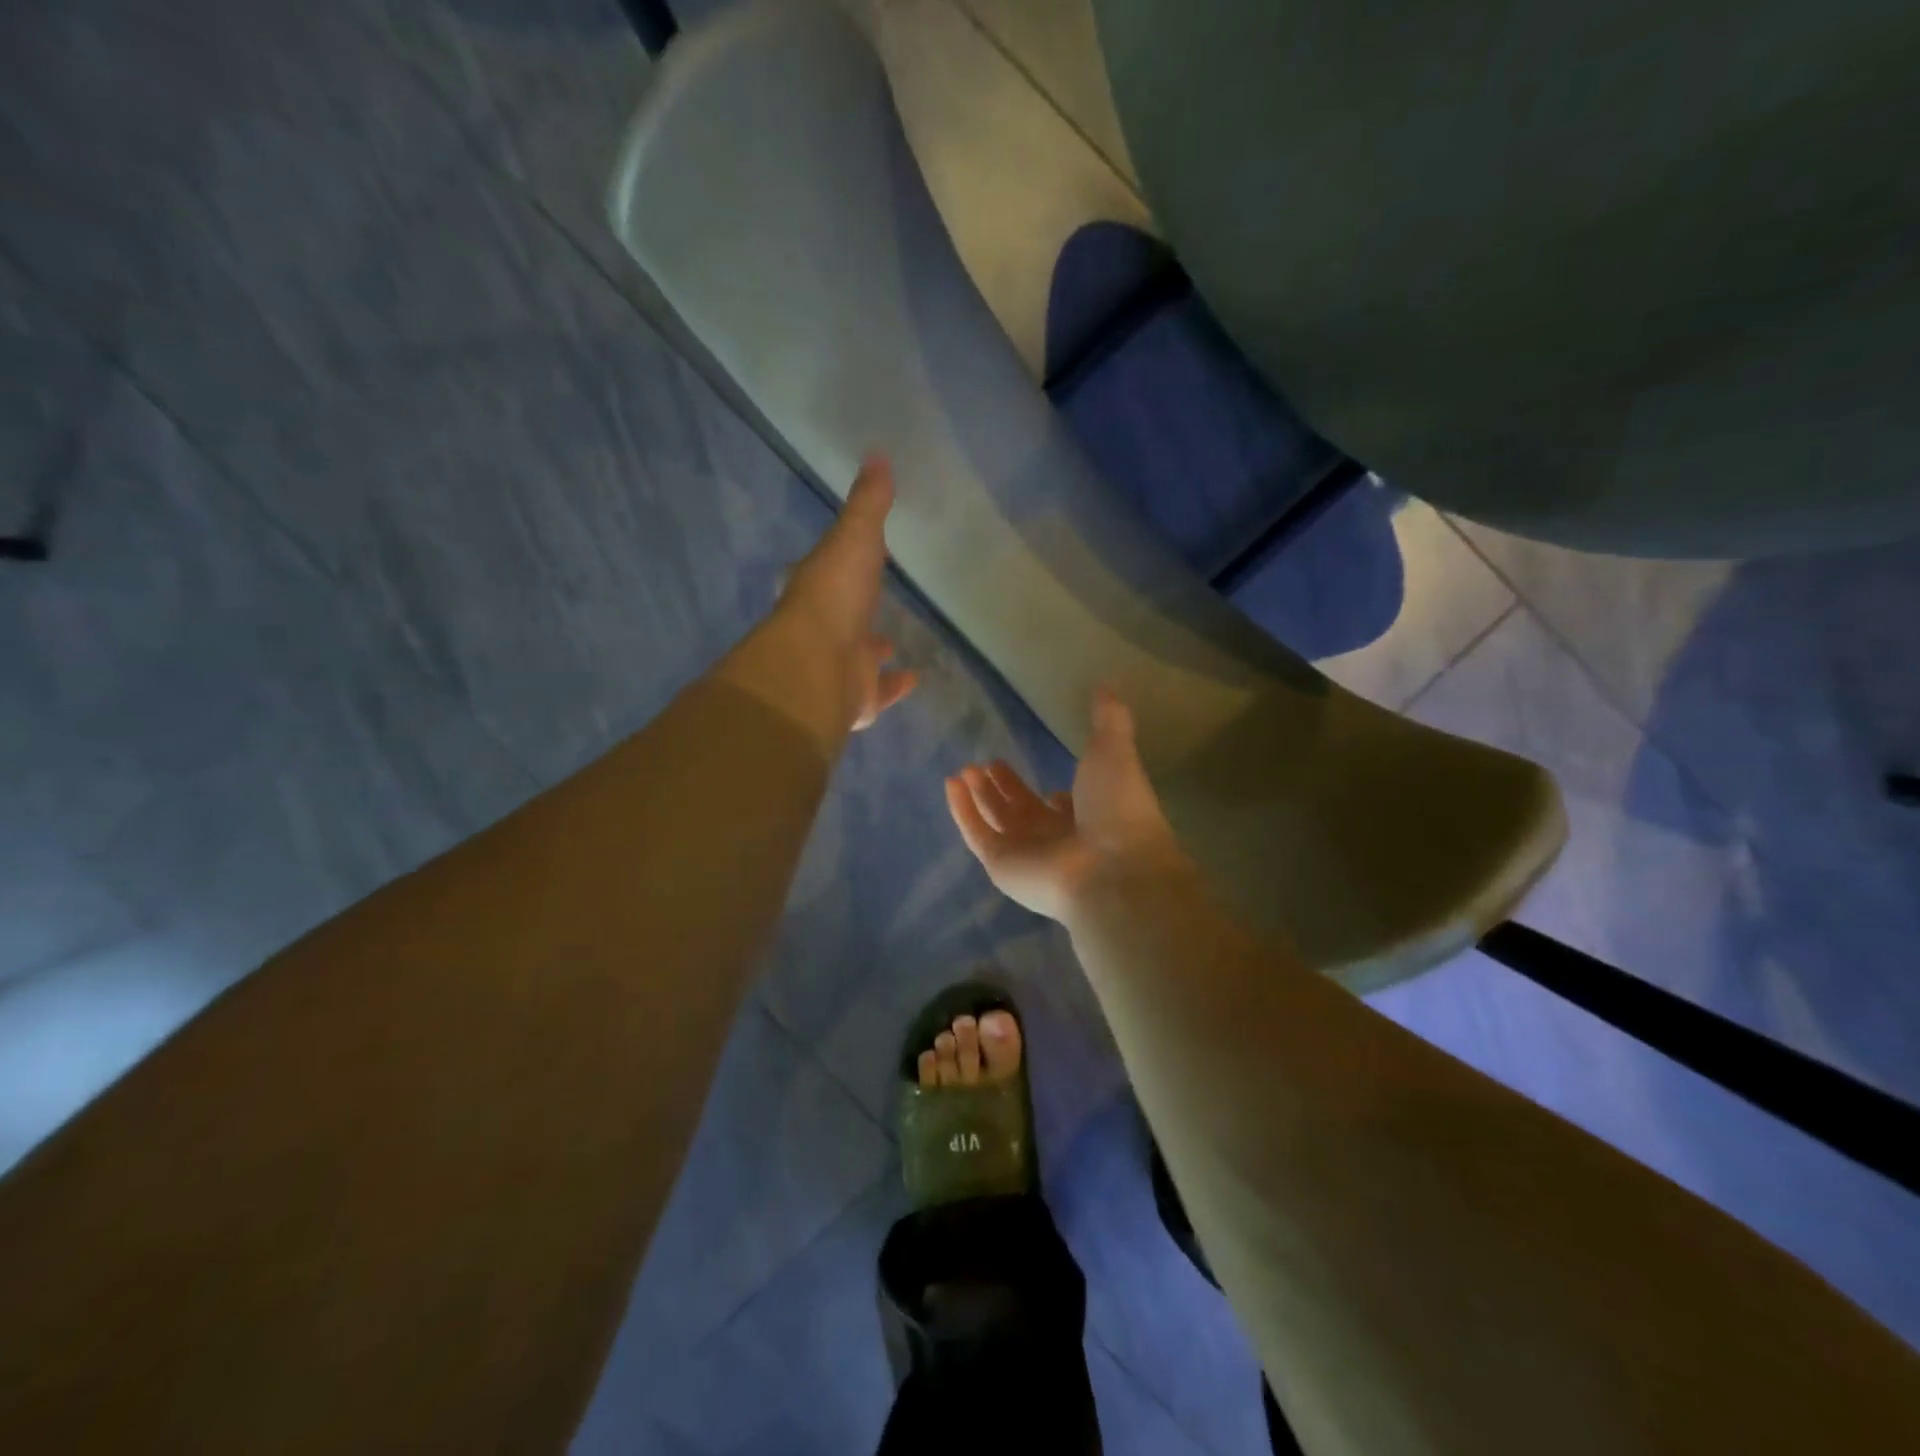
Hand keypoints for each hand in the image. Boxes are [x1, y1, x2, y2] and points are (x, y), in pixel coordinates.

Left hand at [776, 454, 918, 732]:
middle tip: (876, 599)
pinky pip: (879, 690)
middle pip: (843, 614)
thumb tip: (877, 454)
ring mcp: (839, 665)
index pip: (831, 568)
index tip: (860, 551)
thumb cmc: (835, 596)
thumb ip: (869, 503)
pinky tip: (914, 677)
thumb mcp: (855, 537)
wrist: (818, 666)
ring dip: (874, 648)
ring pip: (859, 655)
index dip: (844, 559)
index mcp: (819, 586)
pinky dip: (895, 685)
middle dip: (857, 607)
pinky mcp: (856, 697)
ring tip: (893, 641)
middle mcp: (825, 627)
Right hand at [946, 688, 1189, 922]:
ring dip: (980, 796)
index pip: (1066, 808)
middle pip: (1024, 811)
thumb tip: (1106, 686)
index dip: (1055, 794)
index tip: (1044, 777)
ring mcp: (1027, 854)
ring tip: (965, 770)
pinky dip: (962, 811)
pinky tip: (951, 784)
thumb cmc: (1118, 809)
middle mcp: (1058, 837)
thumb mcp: (1115, 751)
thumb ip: (1109, 720)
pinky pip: (976, 834)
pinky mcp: (1000, 865)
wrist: (1112, 867)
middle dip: (1006, 788)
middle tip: (989, 763)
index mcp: (1089, 816)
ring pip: (996, 821)